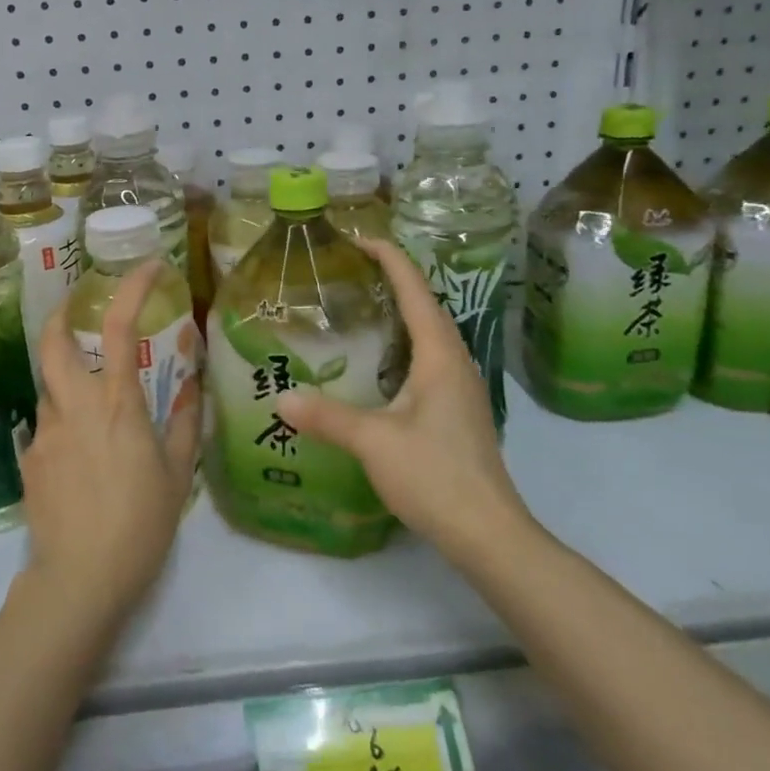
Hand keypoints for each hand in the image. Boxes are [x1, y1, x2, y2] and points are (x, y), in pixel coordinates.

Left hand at [18, 260, 201, 628]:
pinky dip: (63, 425)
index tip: (149, 267)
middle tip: (77, 311)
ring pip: (49, 387)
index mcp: (117, 404)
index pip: (121, 326)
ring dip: (67, 381)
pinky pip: (46, 427)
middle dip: (61, 315)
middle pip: (52, 341)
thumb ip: (186, 423)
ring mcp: (44, 432)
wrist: (80, 581)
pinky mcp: (28, 459)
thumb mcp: (178, 474)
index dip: (133, 287)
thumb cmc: (141, 524)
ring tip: (94, 411)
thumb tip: (192, 387)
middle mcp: (74, 406)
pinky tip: (81, 460)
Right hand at [275, 237, 536, 565]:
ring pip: (430, 334)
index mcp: (439, 355)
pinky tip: (381, 362)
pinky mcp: (458, 410)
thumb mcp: (374, 442)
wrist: (488, 533)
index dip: (389, 258)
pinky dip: (404, 342)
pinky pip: (429, 358)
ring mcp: (461, 388)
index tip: (358, 238)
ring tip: (363, 304)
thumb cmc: (435, 476)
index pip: (415, 290)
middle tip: (352, 268)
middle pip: (426, 305)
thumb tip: (281, 399)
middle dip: (393, 278)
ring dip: (401, 311)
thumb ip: (327, 416)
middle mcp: (455, 362)